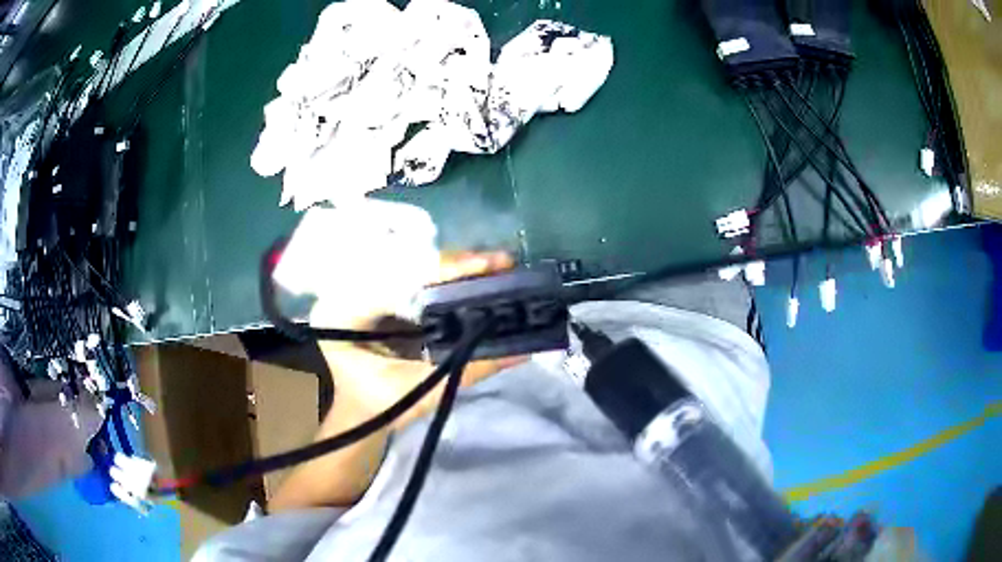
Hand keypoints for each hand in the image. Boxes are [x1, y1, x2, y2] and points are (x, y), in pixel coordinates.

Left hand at [271, 251, 524, 510]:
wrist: (357, 412)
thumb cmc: (377, 407)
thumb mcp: (418, 391)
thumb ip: (465, 369)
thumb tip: (521, 350)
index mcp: (341, 312)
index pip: (395, 279)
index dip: (443, 270)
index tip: (487, 265)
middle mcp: (345, 289)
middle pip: (404, 264)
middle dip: (454, 264)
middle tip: (501, 263)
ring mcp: (358, 287)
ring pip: (410, 265)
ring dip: (453, 267)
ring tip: (495, 266)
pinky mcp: (374, 292)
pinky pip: (410, 276)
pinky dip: (443, 277)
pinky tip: (474, 276)